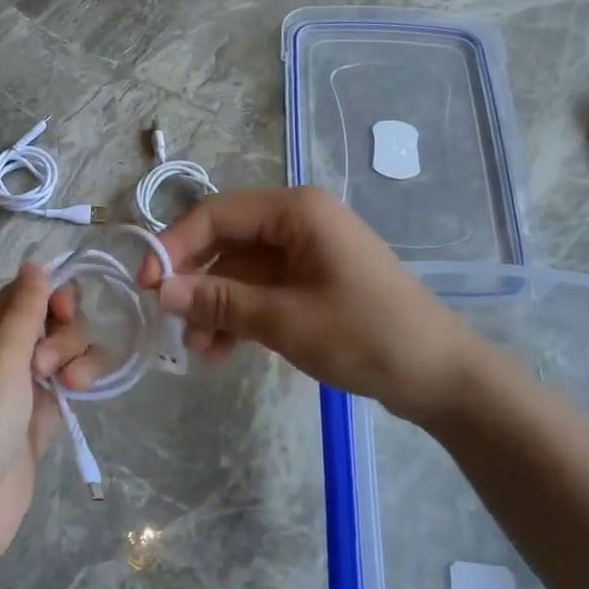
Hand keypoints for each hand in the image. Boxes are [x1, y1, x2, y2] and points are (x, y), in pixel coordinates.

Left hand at [0, 264, 95, 568]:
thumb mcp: (0, 356)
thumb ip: (24, 309)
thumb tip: (34, 262)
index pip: (26, 292)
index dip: (52, 293)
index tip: (65, 308)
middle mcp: (7, 352)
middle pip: (54, 319)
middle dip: (64, 333)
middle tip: (46, 366)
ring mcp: (28, 384)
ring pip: (69, 349)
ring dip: (78, 357)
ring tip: (70, 386)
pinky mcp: (46, 413)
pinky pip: (75, 380)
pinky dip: (84, 378)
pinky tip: (82, 391)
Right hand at [144, 186, 486, 421]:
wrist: (441, 376)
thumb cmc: (365, 335)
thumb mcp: (285, 319)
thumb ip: (221, 301)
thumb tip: (161, 290)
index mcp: (296, 211)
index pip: (217, 214)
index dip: (176, 246)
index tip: (147, 285)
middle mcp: (298, 223)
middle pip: (227, 242)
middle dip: (197, 282)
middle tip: (170, 321)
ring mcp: (306, 255)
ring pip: (241, 271)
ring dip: (215, 305)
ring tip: (197, 348)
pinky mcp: (312, 284)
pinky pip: (262, 292)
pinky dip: (240, 316)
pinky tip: (221, 351)